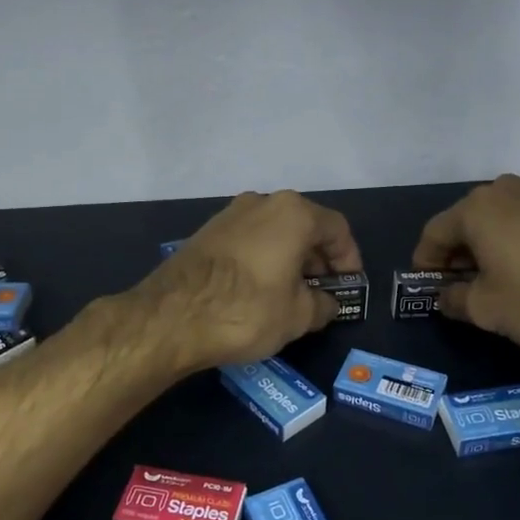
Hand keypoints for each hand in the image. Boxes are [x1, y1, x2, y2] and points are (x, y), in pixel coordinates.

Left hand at [136, 191, 363, 371]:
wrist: (170, 316)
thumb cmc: (246, 310)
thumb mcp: (297, 316)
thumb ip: (322, 305)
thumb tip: (326, 303)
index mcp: (293, 213)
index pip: (337, 229)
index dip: (349, 259)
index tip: (349, 285)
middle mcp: (262, 202)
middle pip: (304, 226)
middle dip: (318, 259)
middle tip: (323, 292)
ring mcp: (229, 214)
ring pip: (274, 232)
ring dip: (290, 259)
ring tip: (292, 294)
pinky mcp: (205, 232)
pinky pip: (249, 241)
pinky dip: (263, 259)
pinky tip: (260, 290)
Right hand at [412, 174, 519, 352]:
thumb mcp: (486, 310)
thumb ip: (454, 299)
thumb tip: (447, 295)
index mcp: (476, 209)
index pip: (434, 234)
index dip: (425, 262)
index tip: (428, 287)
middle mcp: (507, 189)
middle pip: (468, 220)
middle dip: (460, 252)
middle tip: (461, 285)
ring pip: (504, 215)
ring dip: (494, 240)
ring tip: (498, 271)